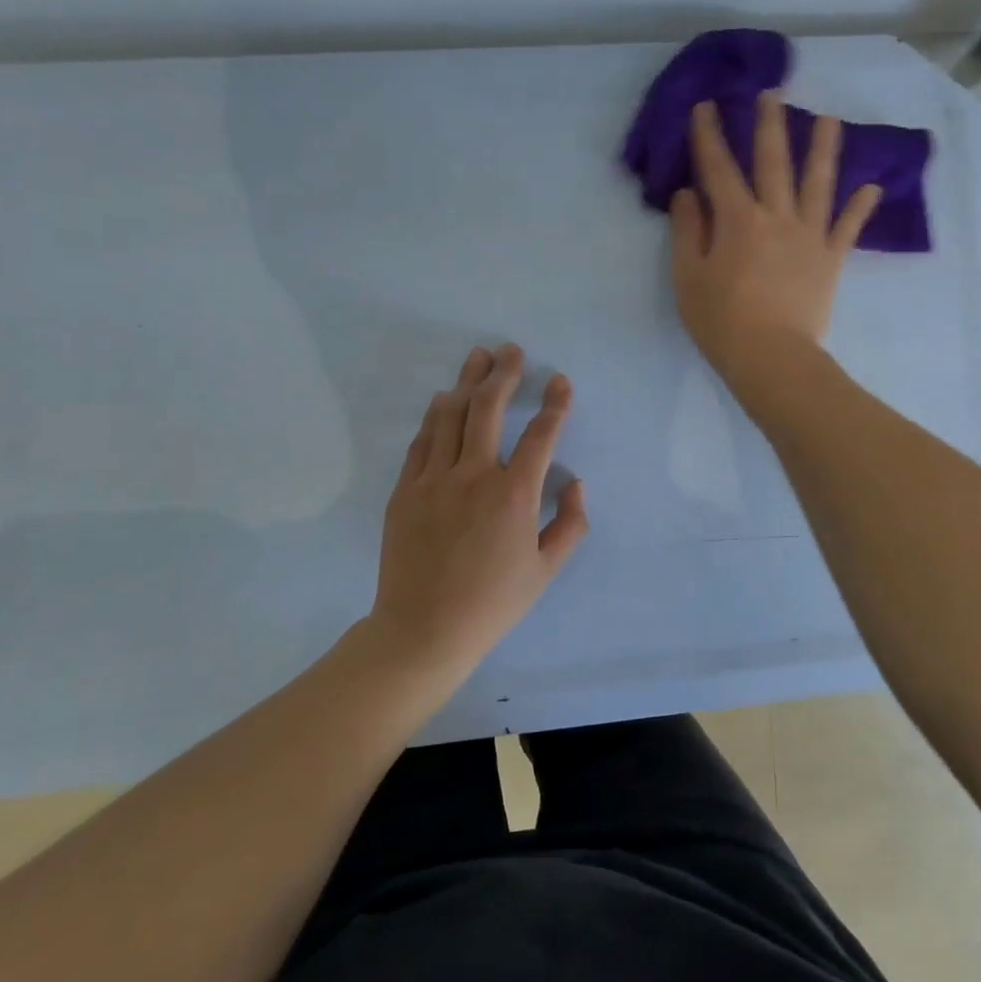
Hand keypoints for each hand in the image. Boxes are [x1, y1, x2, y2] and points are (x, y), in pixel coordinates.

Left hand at [368, 343, 588, 676]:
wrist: (422, 629)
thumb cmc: (492, 603)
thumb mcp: (546, 570)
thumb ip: (570, 523)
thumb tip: (575, 484)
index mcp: (514, 495)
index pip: (541, 435)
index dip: (554, 404)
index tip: (560, 381)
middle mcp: (473, 476)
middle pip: (488, 408)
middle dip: (503, 373)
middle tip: (512, 351)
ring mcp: (434, 480)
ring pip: (450, 416)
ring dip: (466, 382)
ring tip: (478, 358)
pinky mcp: (405, 490)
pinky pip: (422, 442)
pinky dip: (435, 416)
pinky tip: (442, 400)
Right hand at [670, 90, 880, 386]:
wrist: (771, 357)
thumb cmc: (721, 320)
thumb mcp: (688, 277)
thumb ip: (688, 231)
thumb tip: (687, 194)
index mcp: (737, 219)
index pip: (718, 168)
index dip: (709, 135)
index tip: (706, 105)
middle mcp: (776, 216)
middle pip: (773, 162)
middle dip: (769, 126)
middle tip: (772, 93)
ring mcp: (809, 236)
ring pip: (818, 184)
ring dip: (824, 149)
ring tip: (830, 120)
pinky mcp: (830, 259)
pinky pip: (848, 228)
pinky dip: (860, 208)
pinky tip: (873, 187)